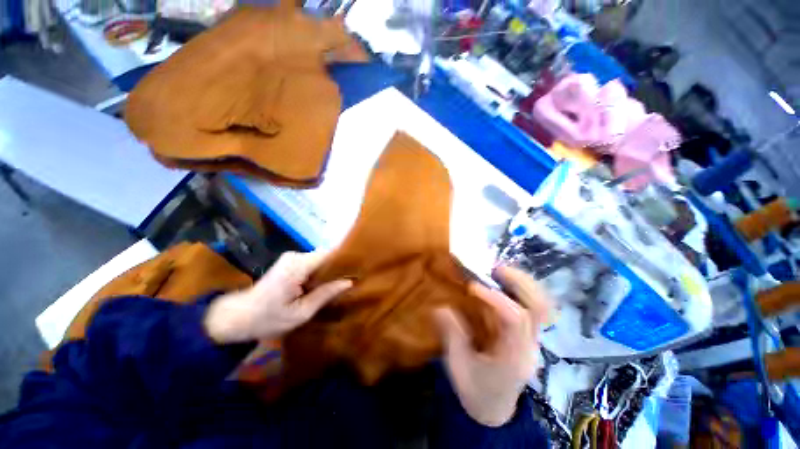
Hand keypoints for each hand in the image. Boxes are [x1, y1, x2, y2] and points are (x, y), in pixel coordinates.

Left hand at [204, 251, 351, 343]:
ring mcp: (292, 258)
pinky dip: (321, 271)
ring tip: (342, 281)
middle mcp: (296, 256)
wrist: (238, 316)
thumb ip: (325, 294)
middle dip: (339, 266)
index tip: (359, 267)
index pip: (329, 254)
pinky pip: (313, 262)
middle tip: (353, 278)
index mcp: (298, 266)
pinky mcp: (290, 262)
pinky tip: (326, 283)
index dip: (345, 259)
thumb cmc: (269, 318)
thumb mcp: (301, 313)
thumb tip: (349, 282)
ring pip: (321, 259)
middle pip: (326, 255)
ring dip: (330, 270)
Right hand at [435, 265, 550, 426]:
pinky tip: (502, 284)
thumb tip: (440, 307)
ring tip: (499, 271)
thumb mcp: (458, 367)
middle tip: (495, 269)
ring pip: (541, 305)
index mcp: (513, 357)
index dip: (495, 298)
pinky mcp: (528, 335)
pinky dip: (520, 289)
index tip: (472, 287)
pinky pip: (532, 306)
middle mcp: (529, 346)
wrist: (495, 410)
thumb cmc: (476, 391)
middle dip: (519, 283)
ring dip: (522, 283)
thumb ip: (451, 336)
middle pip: (539, 308)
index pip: (515, 320)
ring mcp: (533, 340)